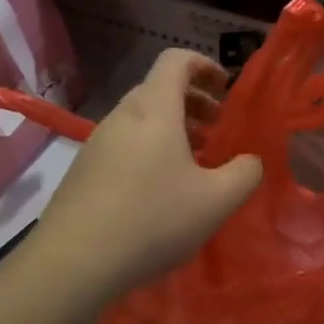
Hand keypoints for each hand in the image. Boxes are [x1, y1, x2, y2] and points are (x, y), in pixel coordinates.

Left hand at [35, 50, 261, 304]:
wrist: (74, 262)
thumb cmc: (153, 219)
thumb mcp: (217, 200)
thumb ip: (245, 173)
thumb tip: (250, 160)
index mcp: (154, 109)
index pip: (176, 60)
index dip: (204, 65)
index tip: (225, 89)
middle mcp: (122, 116)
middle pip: (159, 89)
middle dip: (193, 102)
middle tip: (217, 130)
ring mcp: (97, 142)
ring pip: (141, 119)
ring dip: (172, 129)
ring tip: (194, 164)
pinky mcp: (83, 170)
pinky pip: (124, 144)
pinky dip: (149, 150)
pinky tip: (160, 191)